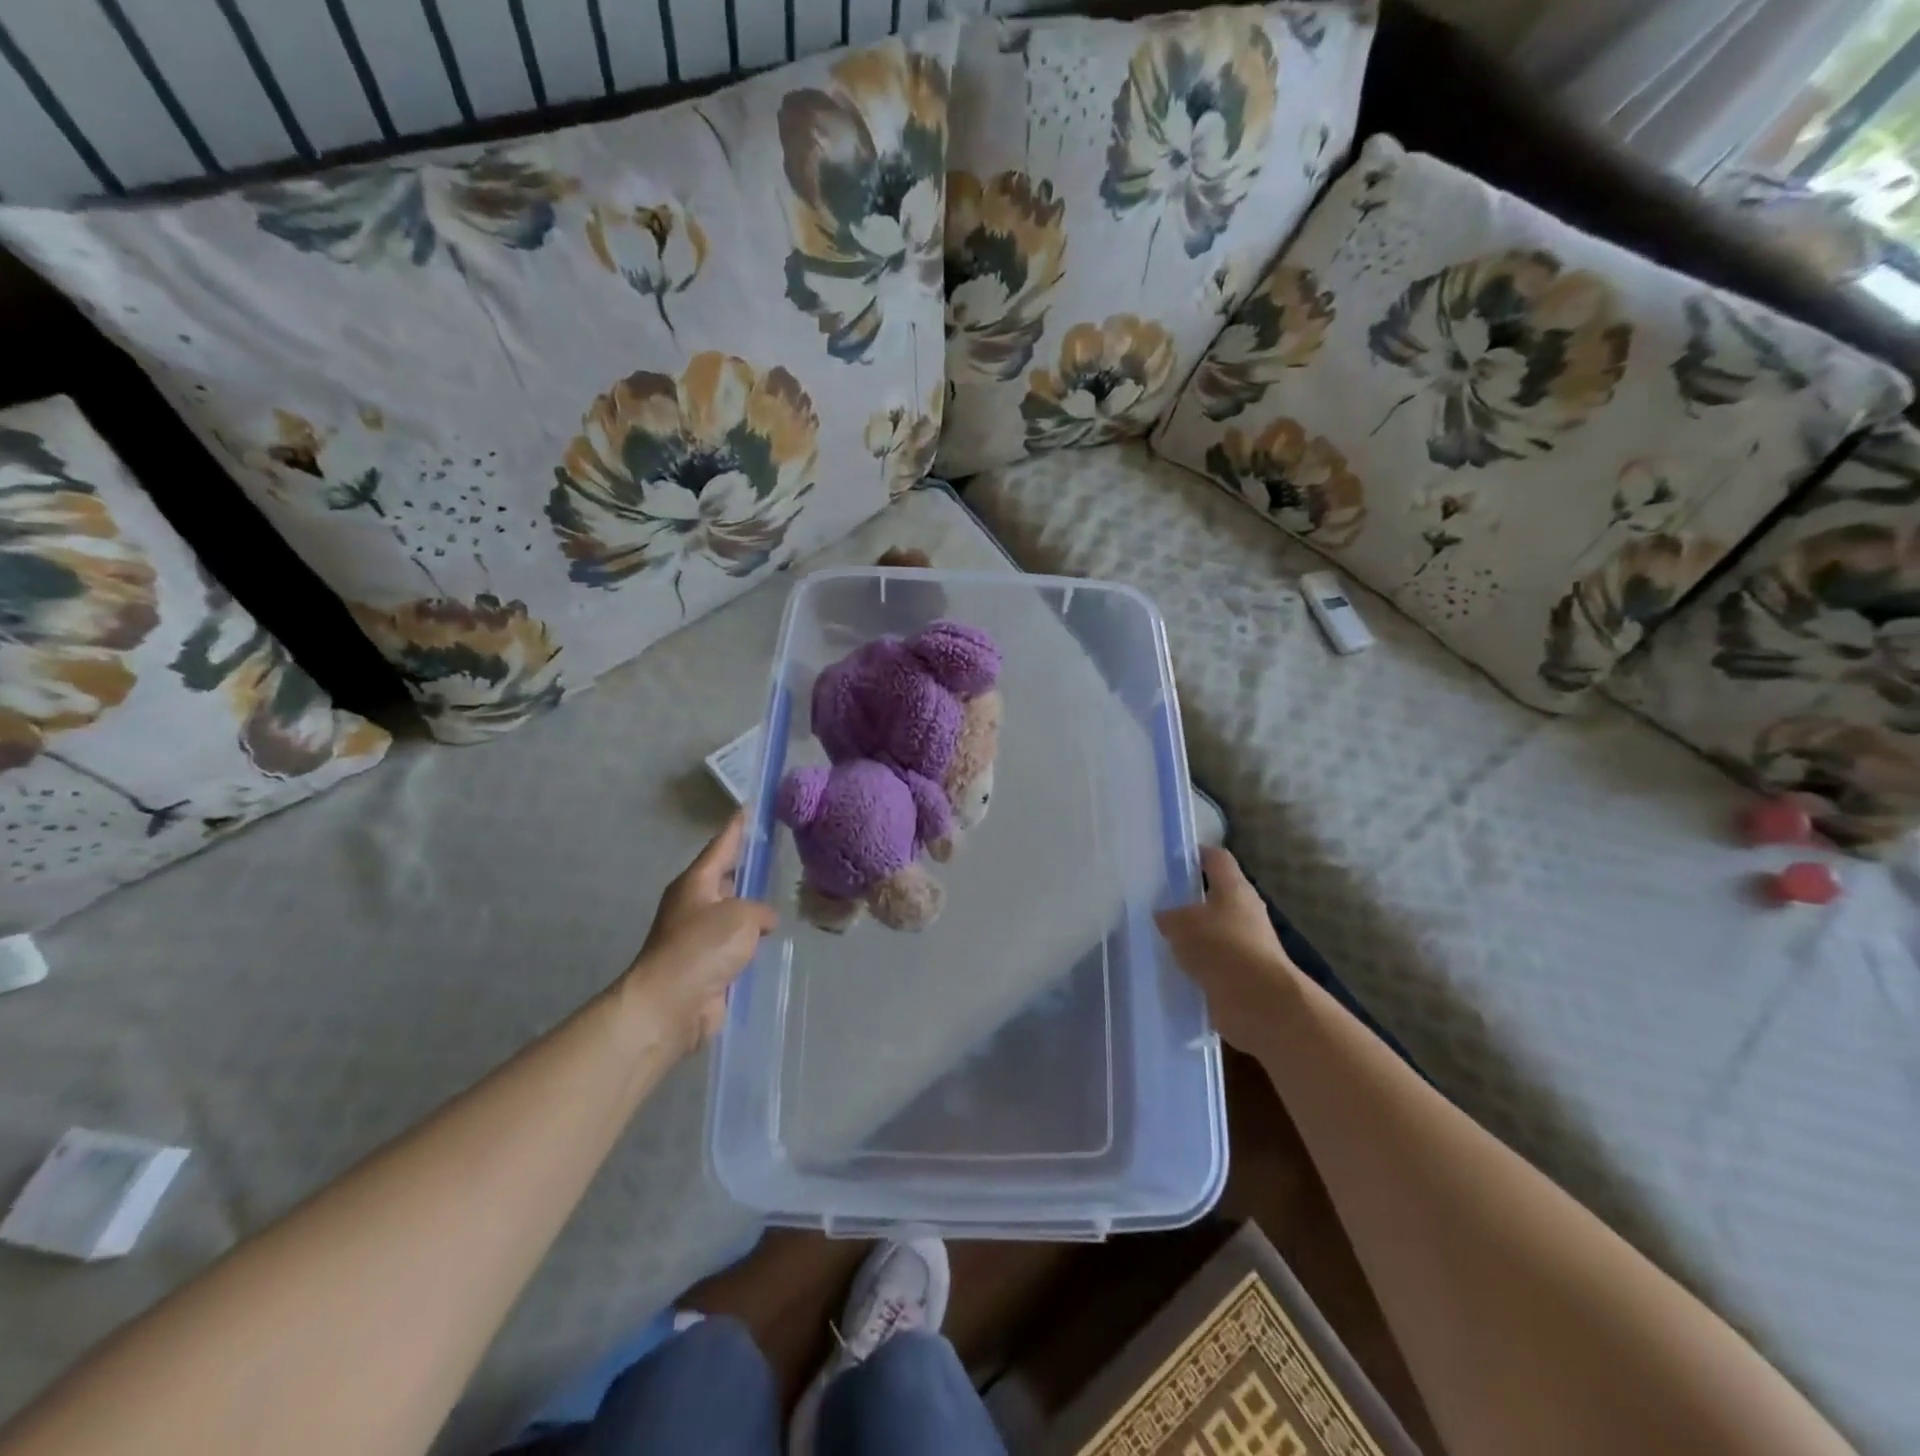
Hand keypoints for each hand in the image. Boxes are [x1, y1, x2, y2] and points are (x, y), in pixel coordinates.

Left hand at [627, 815, 777, 1054]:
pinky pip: (736, 945)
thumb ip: (760, 911)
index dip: (737, 828)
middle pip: (726, 879)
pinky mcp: (707, 966)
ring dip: (753, 910)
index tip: (749, 809)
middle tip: (777, 856)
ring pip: (733, 914)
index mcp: (696, 883)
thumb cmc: (701, 948)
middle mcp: (694, 905)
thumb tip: (764, 921)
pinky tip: (774, 941)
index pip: (721, 846)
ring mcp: (699, 938)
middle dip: (747, 869)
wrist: (670, 1006)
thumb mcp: (740, 916)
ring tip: (784, 899)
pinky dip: (752, 943)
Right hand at [1154, 846, 1301, 1055]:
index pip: (1216, 858)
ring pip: (1214, 930)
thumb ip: (1169, 917)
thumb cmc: (1222, 949)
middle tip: (1158, 902)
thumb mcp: (1182, 924)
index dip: (1195, 854)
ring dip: (1193, 936)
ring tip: (1161, 938)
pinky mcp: (1244, 973)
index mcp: (1234, 888)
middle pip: (1215, 895)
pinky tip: (1174, 968)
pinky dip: (1198, 964)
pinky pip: (1215, 961)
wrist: (1259, 1004)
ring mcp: (1247, 944)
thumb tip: (1164, 916)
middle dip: (1189, 899)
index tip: (1171, 859)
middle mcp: (1245, 911)